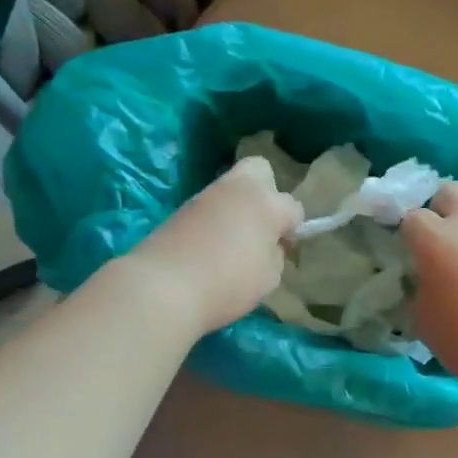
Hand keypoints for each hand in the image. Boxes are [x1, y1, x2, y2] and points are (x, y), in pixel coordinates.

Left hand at [127, 155, 303, 335]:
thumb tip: (270, 245)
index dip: (293, 228)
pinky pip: (209, 206)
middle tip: (261, 225)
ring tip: (233, 241)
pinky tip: (210, 245)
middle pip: (260, 170)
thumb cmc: (227, 284)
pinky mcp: (182, 208)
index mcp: (267, 204)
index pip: (293, 207)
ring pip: (231, 188)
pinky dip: (215, 219)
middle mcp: (238, 189)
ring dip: (237, 207)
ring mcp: (206, 195)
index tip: (284, 248)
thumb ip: (275, 255)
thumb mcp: (268, 278)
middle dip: (266, 191)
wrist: (163, 286)